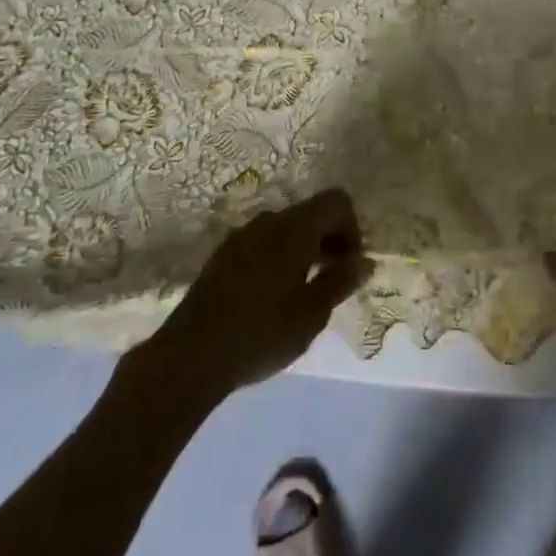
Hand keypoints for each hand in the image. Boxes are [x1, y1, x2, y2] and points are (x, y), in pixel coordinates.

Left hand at [141, 190, 369, 400]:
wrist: (191, 354)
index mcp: (295, 228)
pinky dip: (280, 256)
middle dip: (330, 239)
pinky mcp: (224, 253)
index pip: (336, 201)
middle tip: (333, 279)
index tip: (349, 265)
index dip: (352, 228)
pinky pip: (264, 241)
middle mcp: (270, 220)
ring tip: (304, 290)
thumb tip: (364, 262)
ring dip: (304, 248)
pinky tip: (273, 295)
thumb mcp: (311, 314)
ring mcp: (243, 234)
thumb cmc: (261, 333)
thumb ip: (340, 282)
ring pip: (286, 227)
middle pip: (311, 212)